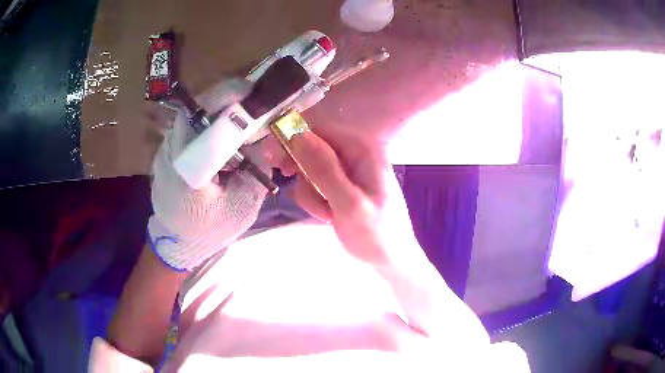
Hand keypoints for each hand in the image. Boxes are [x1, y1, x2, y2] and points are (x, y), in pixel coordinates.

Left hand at [149, 78, 270, 271]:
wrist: (176, 244)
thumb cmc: (210, 231)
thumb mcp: (242, 206)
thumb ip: (256, 171)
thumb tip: (261, 140)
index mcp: (187, 170)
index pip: (206, 122)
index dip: (228, 100)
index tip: (252, 91)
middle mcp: (169, 153)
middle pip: (195, 110)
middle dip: (224, 97)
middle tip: (251, 96)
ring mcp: (163, 151)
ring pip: (190, 115)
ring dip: (216, 107)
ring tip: (240, 109)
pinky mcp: (165, 152)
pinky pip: (187, 126)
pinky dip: (207, 120)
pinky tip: (222, 127)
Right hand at [267, 125, 417, 265]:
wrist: (390, 258)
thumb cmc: (376, 234)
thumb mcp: (349, 204)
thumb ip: (324, 170)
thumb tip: (298, 136)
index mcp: (362, 149)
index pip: (319, 131)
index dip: (292, 141)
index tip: (274, 159)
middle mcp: (354, 154)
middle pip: (311, 148)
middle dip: (302, 172)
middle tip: (291, 185)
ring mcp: (348, 171)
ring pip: (310, 169)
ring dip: (310, 193)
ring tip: (327, 214)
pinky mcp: (341, 186)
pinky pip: (315, 184)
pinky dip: (314, 200)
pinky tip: (327, 216)